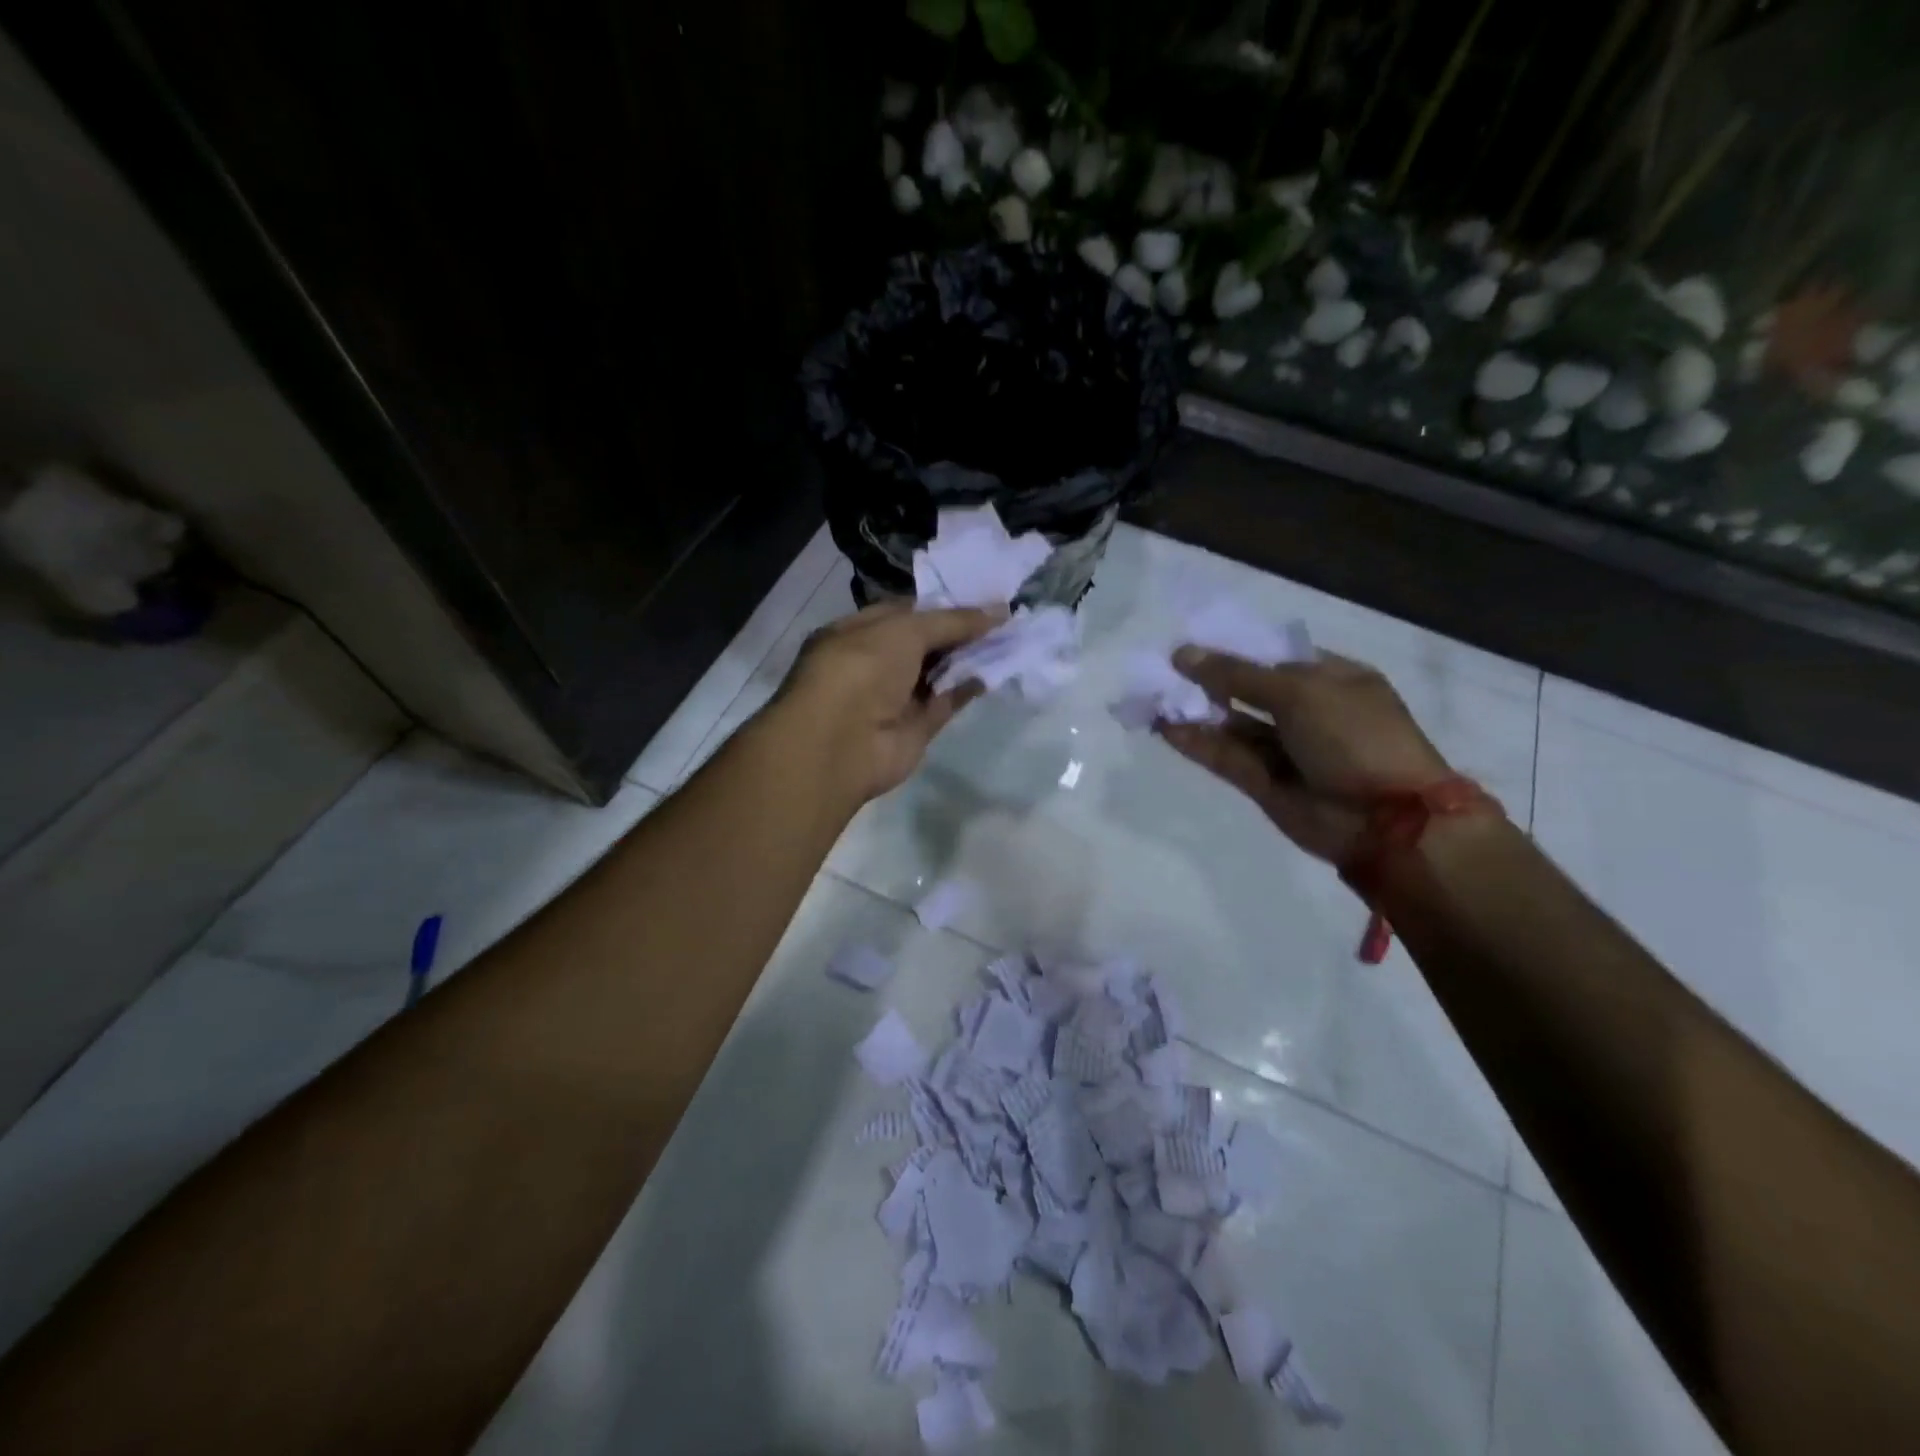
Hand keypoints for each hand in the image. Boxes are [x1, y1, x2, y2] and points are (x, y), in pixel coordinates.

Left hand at [770, 600, 1005, 803]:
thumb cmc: (862, 669)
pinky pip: (946, 702)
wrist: (842, 743)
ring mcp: (895, 697)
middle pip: (924, 641)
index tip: (980, 595)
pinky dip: (968, 688)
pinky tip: (996, 671)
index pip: (904, 611)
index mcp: (857, 632)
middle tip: (1002, 616)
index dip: (941, 603)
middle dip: (960, 629)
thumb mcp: (905, 630)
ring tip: (1008, 637)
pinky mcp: (915, 727)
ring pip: (937, 672)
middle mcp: (874, 663)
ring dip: (969, 657)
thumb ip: (951, 621)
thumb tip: (997, 611)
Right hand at [1155, 647, 1452, 862]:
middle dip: (1207, 681)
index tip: (1190, 646)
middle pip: (1247, 691)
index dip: (1233, 650)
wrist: (1386, 821)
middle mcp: (1308, 712)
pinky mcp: (1264, 783)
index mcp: (1331, 680)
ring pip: (1232, 726)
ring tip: (1154, 699)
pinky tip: (1166, 728)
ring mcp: (1286, 750)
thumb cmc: (1354, 737)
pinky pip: (1226, 757)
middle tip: (1163, 672)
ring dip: (1196, 712)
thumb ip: (1237, 674)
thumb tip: (1184, 653)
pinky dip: (1198, 743)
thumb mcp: (1299, 692)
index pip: (1273, 657)